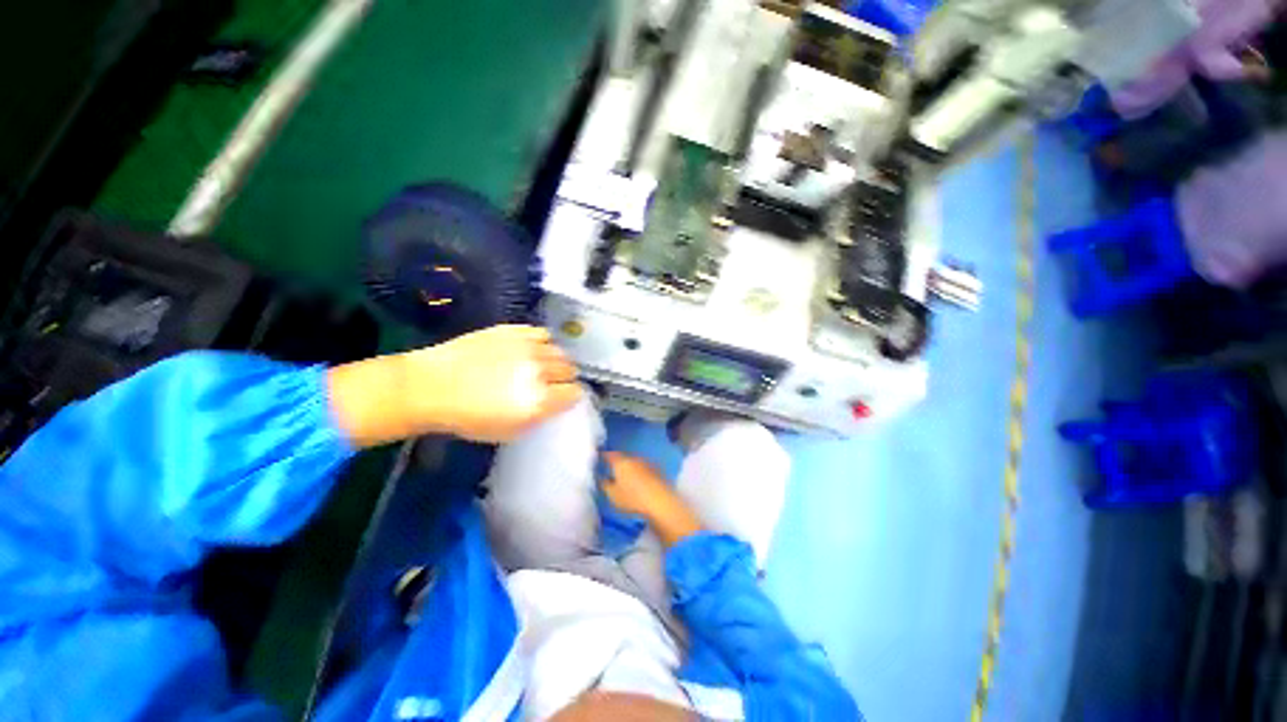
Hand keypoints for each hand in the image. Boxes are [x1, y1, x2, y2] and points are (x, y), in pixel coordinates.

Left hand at [407, 325, 581, 442]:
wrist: (430, 386)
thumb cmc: (467, 417)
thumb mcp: (508, 432)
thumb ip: (539, 418)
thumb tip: (555, 404)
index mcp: (539, 400)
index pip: (575, 392)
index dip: (570, 397)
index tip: (561, 398)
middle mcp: (539, 371)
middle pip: (570, 369)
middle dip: (564, 378)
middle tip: (550, 383)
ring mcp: (527, 347)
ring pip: (559, 350)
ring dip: (554, 360)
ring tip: (541, 365)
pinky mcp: (513, 330)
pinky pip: (542, 333)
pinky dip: (541, 343)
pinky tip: (530, 350)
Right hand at [601, 452, 703, 545]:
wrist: (661, 502)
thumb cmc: (632, 499)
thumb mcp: (612, 495)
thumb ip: (604, 484)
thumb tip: (601, 477)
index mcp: (621, 462)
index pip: (609, 455)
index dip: (603, 455)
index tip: (599, 457)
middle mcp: (634, 458)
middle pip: (623, 457)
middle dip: (617, 462)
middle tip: (611, 468)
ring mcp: (647, 463)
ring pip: (634, 462)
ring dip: (630, 467)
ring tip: (625, 476)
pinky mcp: (657, 470)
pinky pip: (643, 469)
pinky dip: (639, 472)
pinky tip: (638, 481)